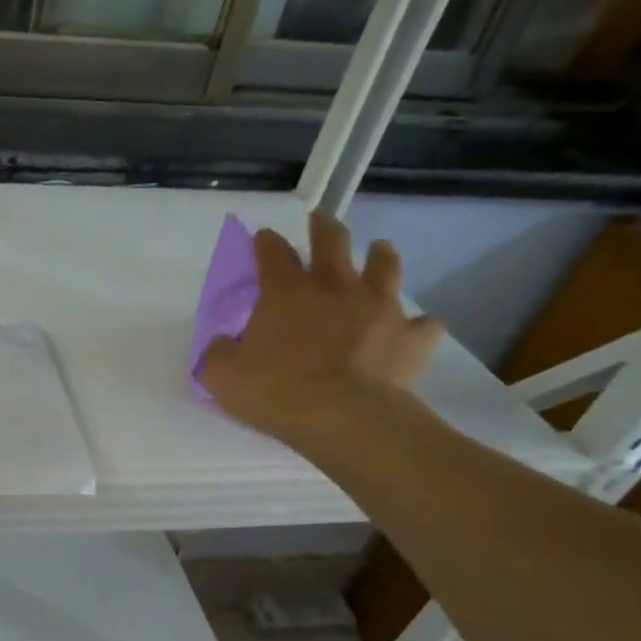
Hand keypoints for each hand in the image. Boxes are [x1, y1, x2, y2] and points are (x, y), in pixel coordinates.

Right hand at [198, 213, 444, 446]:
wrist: (345, 418)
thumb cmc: (276, 391)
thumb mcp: (221, 375)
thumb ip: (218, 353)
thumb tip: (224, 344)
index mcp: (286, 292)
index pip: (273, 253)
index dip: (266, 242)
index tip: (263, 237)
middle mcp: (335, 288)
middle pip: (333, 241)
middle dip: (323, 228)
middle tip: (320, 222)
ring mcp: (380, 307)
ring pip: (386, 266)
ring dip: (381, 255)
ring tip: (379, 250)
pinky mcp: (412, 336)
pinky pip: (422, 323)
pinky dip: (416, 324)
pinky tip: (412, 328)